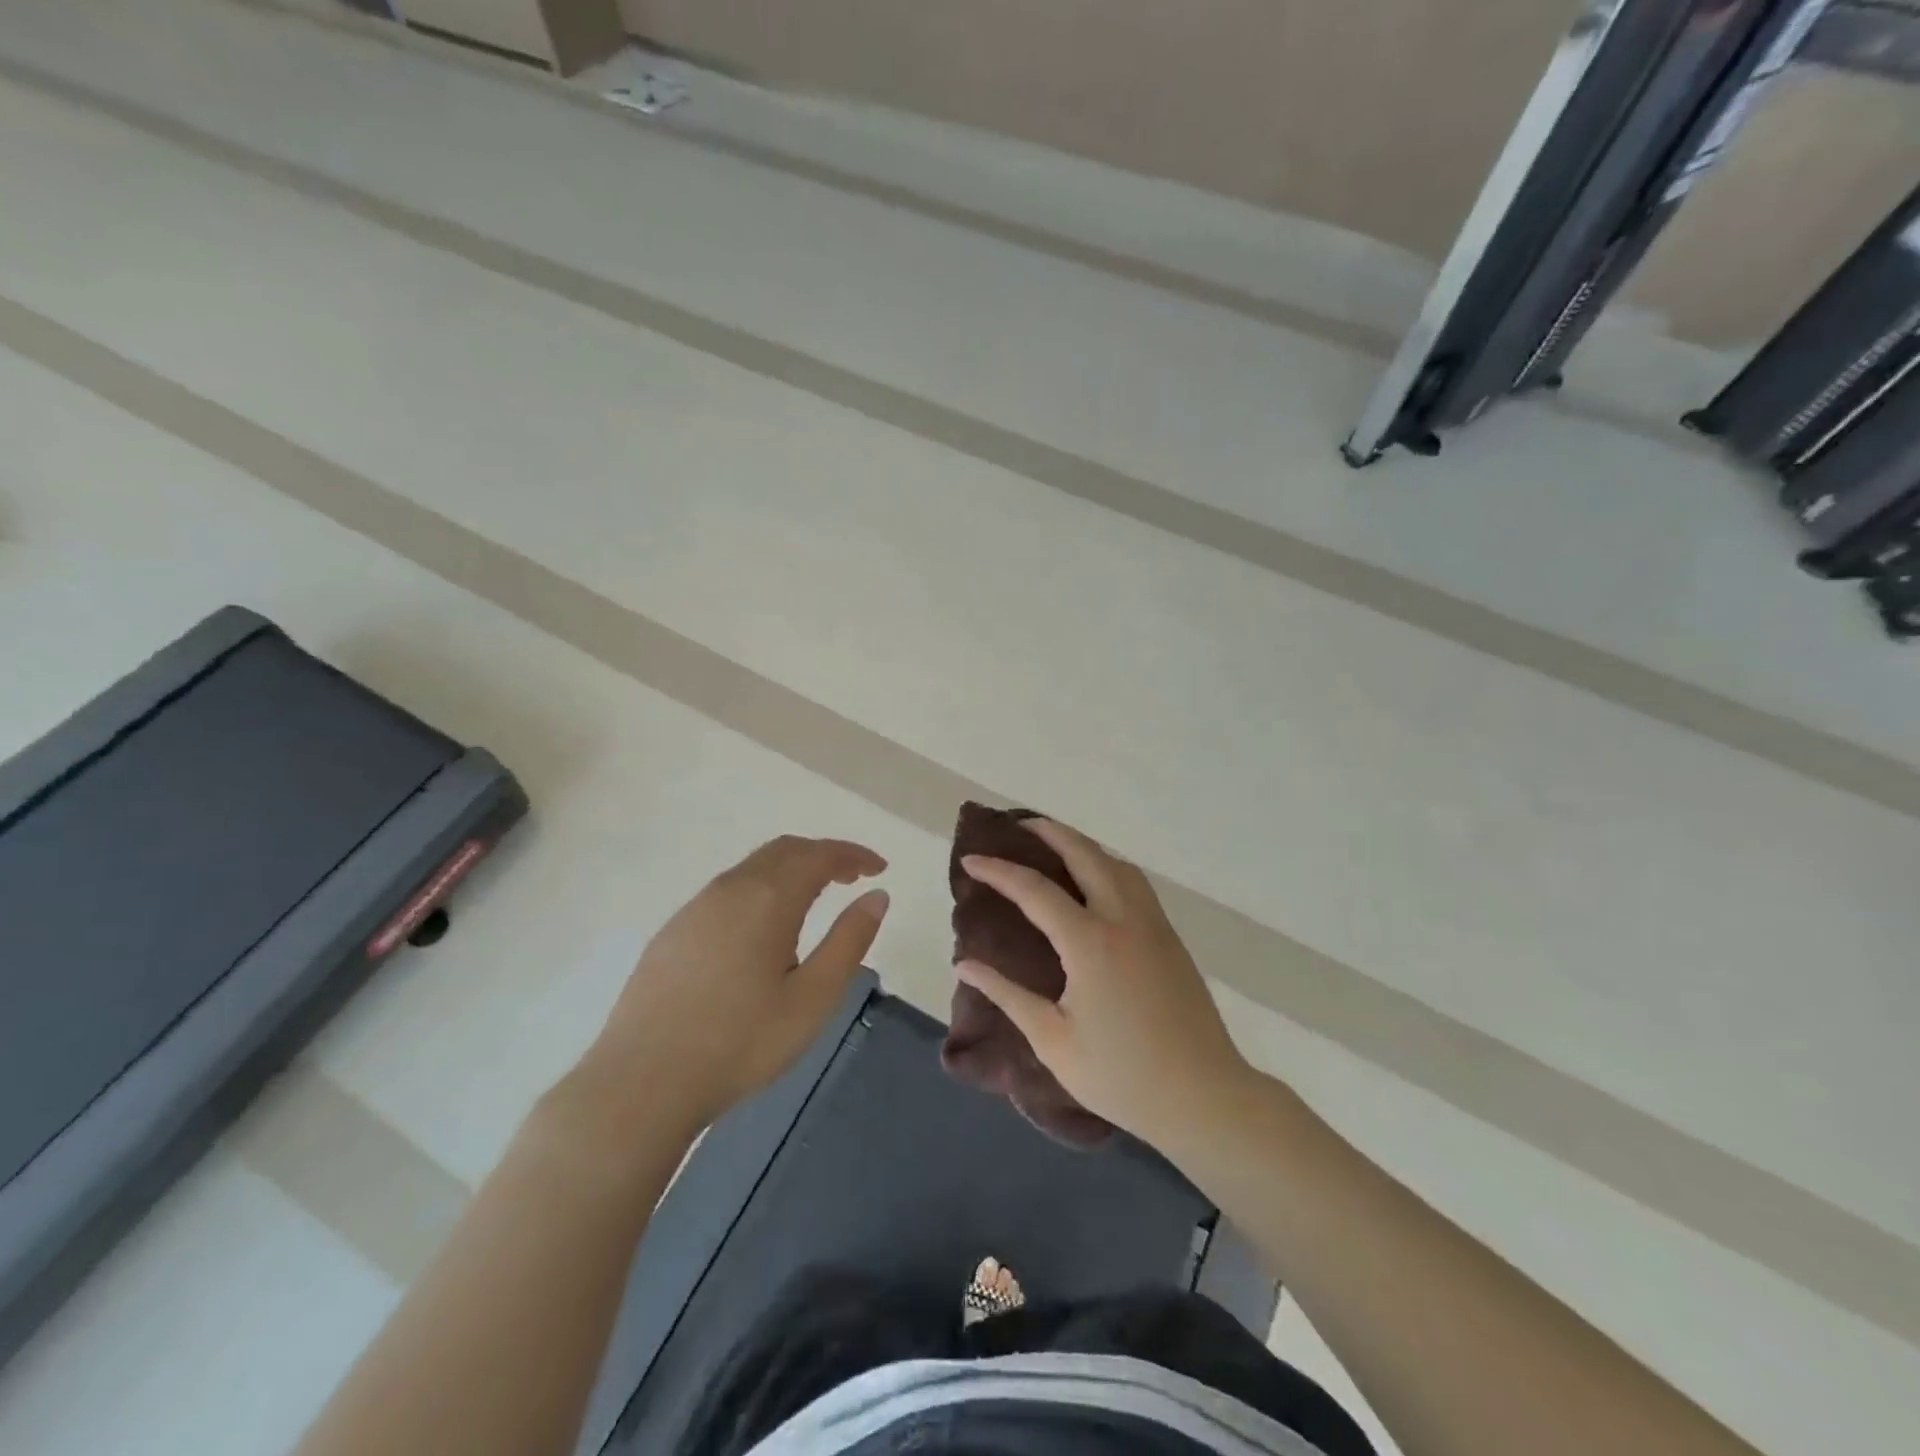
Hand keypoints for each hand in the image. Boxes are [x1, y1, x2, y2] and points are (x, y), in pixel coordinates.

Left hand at [578, 836, 888, 1130]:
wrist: (641, 1083)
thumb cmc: (740, 1043)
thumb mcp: (813, 998)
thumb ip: (849, 940)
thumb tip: (876, 895)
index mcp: (768, 898)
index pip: (819, 855)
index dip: (853, 854)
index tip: (880, 868)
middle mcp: (730, 888)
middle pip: (785, 850)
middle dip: (823, 855)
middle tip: (853, 876)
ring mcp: (696, 907)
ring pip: (753, 867)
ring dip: (791, 869)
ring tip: (816, 897)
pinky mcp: (674, 930)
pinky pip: (729, 889)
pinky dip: (762, 887)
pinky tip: (764, 926)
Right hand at [956, 819, 1248, 1145]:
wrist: (1204, 1096)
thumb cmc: (1121, 1077)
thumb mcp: (1053, 1041)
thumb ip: (1007, 995)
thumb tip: (965, 964)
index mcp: (1090, 943)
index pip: (1034, 890)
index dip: (998, 871)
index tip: (970, 861)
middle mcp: (1123, 919)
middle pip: (1084, 854)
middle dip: (1047, 832)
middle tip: (1016, 826)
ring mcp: (1152, 924)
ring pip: (1116, 862)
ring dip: (1082, 844)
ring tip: (1053, 845)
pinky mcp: (1170, 937)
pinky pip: (1135, 882)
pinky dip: (1107, 864)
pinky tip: (1095, 881)